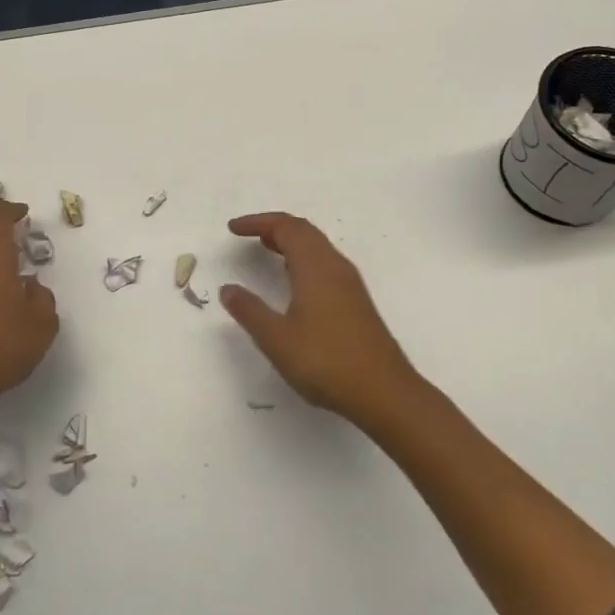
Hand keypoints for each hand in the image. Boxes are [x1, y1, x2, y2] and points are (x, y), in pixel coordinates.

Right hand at [220, 211, 417, 422]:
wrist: (384, 393)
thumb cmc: (326, 362)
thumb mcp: (277, 339)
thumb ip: (250, 311)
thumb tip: (229, 289)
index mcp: (315, 267)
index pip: (286, 227)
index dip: (257, 222)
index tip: (232, 229)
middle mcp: (335, 266)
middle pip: (304, 230)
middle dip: (274, 226)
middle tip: (247, 234)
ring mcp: (350, 283)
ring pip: (318, 247)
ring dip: (291, 241)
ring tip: (266, 250)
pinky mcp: (357, 301)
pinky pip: (325, 263)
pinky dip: (304, 258)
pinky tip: (294, 281)